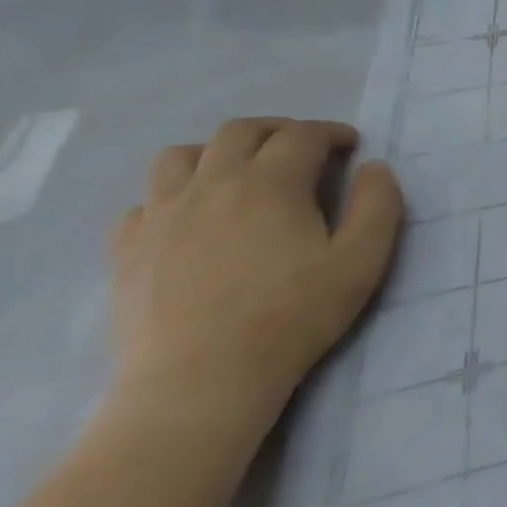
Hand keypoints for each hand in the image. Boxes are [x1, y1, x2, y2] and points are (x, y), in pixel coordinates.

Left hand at [108, 118, 403, 435]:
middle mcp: (210, 186)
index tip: (352, 145)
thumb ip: (378, 205)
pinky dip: (175, 195)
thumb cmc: (295, 314)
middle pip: (239, 132)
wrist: (203, 377)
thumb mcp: (363, 259)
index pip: (302, 136)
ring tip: (244, 174)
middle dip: (279, 130)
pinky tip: (195, 219)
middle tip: (306, 149)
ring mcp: (161, 216)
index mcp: (270, 184)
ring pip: (180, 156)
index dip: (331, 132)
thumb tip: (374, 168)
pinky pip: (145, 201)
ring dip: (219, 152)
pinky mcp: (129, 249)